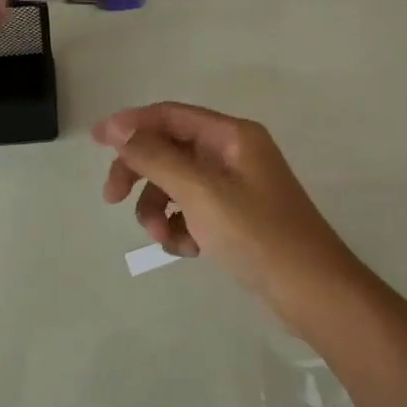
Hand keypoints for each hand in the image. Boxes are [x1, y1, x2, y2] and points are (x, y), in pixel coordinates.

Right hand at [93, 102, 357, 302]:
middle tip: (112, 199)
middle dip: (140, 174)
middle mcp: (233, 153)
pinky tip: (187, 250)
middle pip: (169, 150)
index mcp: (232, 136)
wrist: (312, 291)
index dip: (131, 124)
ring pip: (177, 185)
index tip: (95, 141)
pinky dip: (181, 228)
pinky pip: (192, 211)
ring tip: (163, 238)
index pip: (170, 115)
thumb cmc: (257, 234)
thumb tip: (119, 128)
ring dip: (160, 209)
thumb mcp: (200, 191)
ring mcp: (235, 187)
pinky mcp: (235, 218)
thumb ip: (156, 157)